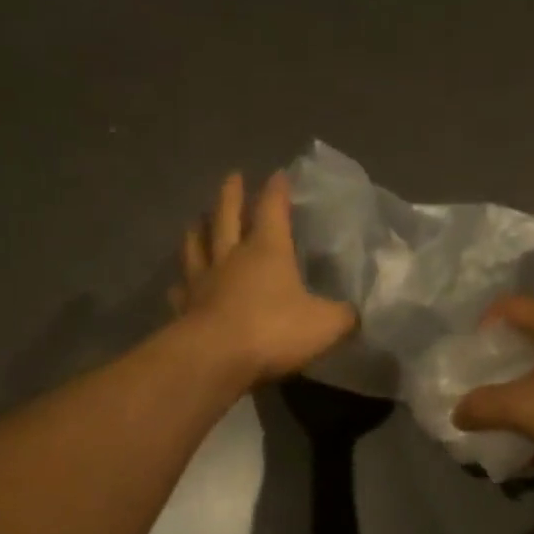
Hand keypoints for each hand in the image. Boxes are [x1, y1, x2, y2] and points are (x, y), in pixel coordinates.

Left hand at [171, 171, 356, 383]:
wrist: (215, 359)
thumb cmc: (273, 331)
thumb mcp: (326, 325)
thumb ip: (343, 316)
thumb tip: (355, 314)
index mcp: (268, 250)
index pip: (273, 210)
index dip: (277, 191)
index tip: (278, 174)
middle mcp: (232, 257)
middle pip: (227, 216)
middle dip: (231, 195)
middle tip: (232, 177)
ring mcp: (203, 281)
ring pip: (197, 245)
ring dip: (198, 229)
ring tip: (197, 218)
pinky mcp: (185, 308)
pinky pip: (181, 289)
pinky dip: (181, 282)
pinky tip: (178, 283)